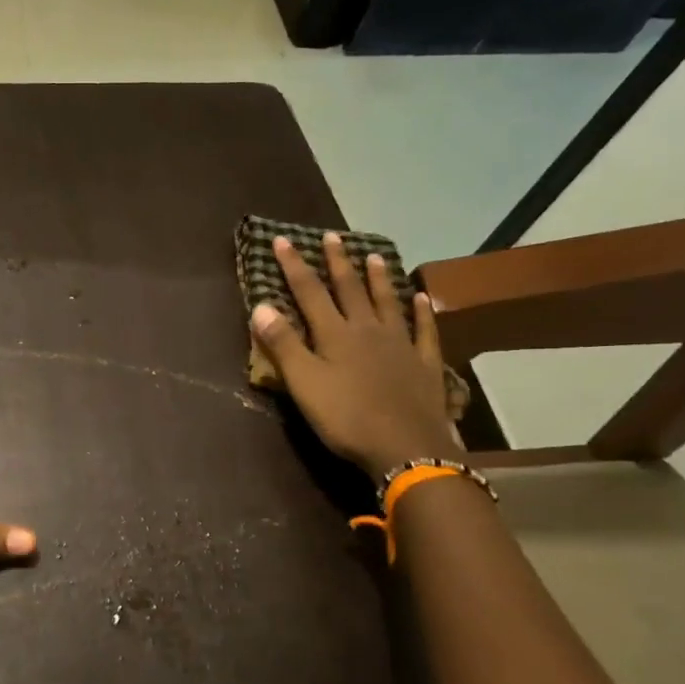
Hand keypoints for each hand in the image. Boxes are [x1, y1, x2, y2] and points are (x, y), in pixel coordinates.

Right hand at [250, 233, 459, 477]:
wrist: (406, 447)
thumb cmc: (346, 418)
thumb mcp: (304, 383)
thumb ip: (283, 344)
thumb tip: (260, 305)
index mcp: (335, 334)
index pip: (309, 292)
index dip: (294, 266)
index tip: (282, 239)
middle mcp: (367, 330)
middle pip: (350, 289)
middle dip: (337, 262)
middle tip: (332, 236)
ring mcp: (400, 344)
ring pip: (387, 302)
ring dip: (379, 279)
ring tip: (375, 256)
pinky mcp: (424, 364)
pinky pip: (424, 331)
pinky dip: (422, 312)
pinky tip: (422, 298)